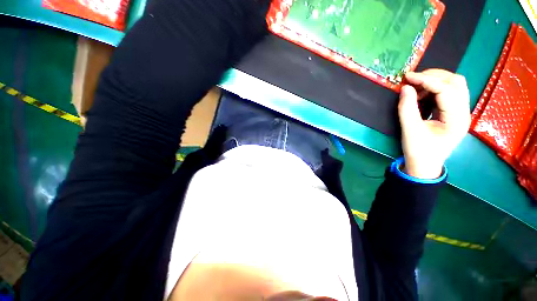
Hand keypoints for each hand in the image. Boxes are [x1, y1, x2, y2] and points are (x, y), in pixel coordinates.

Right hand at [398, 69, 470, 178]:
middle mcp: (464, 112)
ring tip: (416, 86)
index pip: (446, 90)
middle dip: (434, 76)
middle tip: (413, 79)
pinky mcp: (454, 113)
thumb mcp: (410, 131)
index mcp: (457, 119)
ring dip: (435, 81)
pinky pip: (449, 93)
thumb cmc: (419, 151)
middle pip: (456, 82)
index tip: (407, 77)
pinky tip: (422, 94)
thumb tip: (405, 88)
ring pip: (454, 85)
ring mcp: (461, 112)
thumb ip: (407, 108)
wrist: (425, 165)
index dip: (426, 80)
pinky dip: (435, 89)